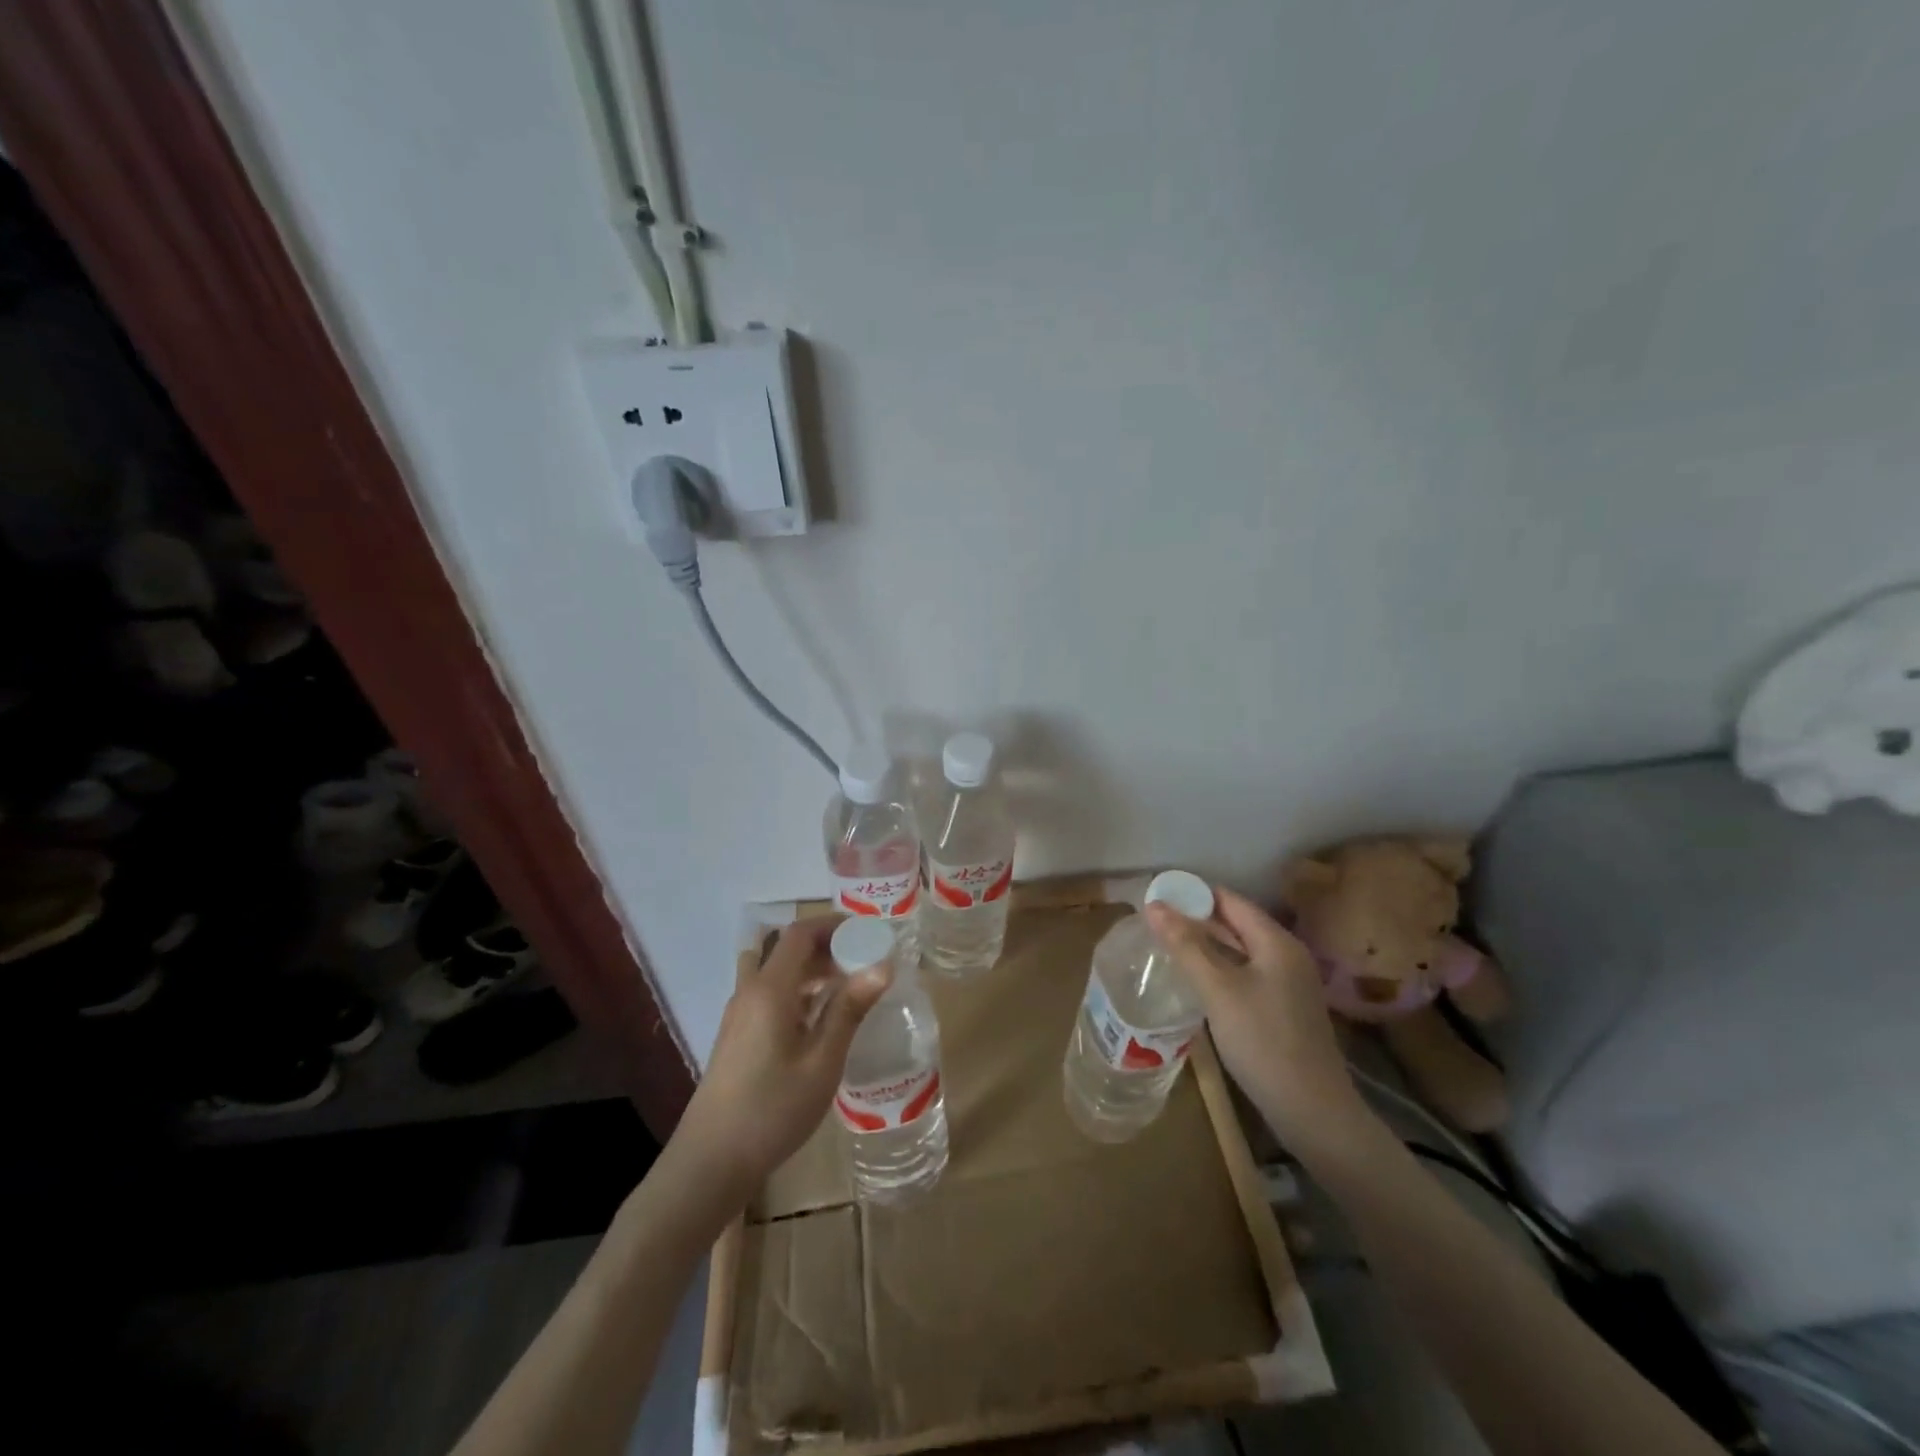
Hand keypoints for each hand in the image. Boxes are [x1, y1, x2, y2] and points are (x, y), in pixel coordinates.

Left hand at [671, 919, 890, 1201]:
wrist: (710, 1162)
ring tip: (848, 989)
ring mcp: (739, 1014)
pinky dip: (797, 992)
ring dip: (812, 970)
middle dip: (827, 947)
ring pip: (777, 972)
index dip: (833, 925)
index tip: (868, 932)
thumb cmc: (772, 1110)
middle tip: (865, 963)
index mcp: (770, 989)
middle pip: (787, 949)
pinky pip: (770, 995)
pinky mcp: (737, 1035)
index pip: (799, 933)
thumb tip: (883, 966)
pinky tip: (820, 1021)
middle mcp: (750, 991)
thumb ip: (849, 1010)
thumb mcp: (822, 1061)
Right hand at [1145, 887, 1373, 1152]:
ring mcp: (1287, 983)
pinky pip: (1245, 973)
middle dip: (1196, 918)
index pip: (1229, 900)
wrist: (1312, 1111)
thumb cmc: (1263, 1042)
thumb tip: (1154, 905)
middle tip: (1154, 920)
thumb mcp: (1218, 990)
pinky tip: (1194, 978)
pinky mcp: (1283, 1008)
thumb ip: (1186, 946)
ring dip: (1205, 943)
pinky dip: (1218, 968)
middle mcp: (1286, 954)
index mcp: (1276, 942)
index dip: (1193, 893)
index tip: (1157, 894)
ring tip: (1165, 943)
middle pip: (1235, 922)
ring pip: (1239, 949)